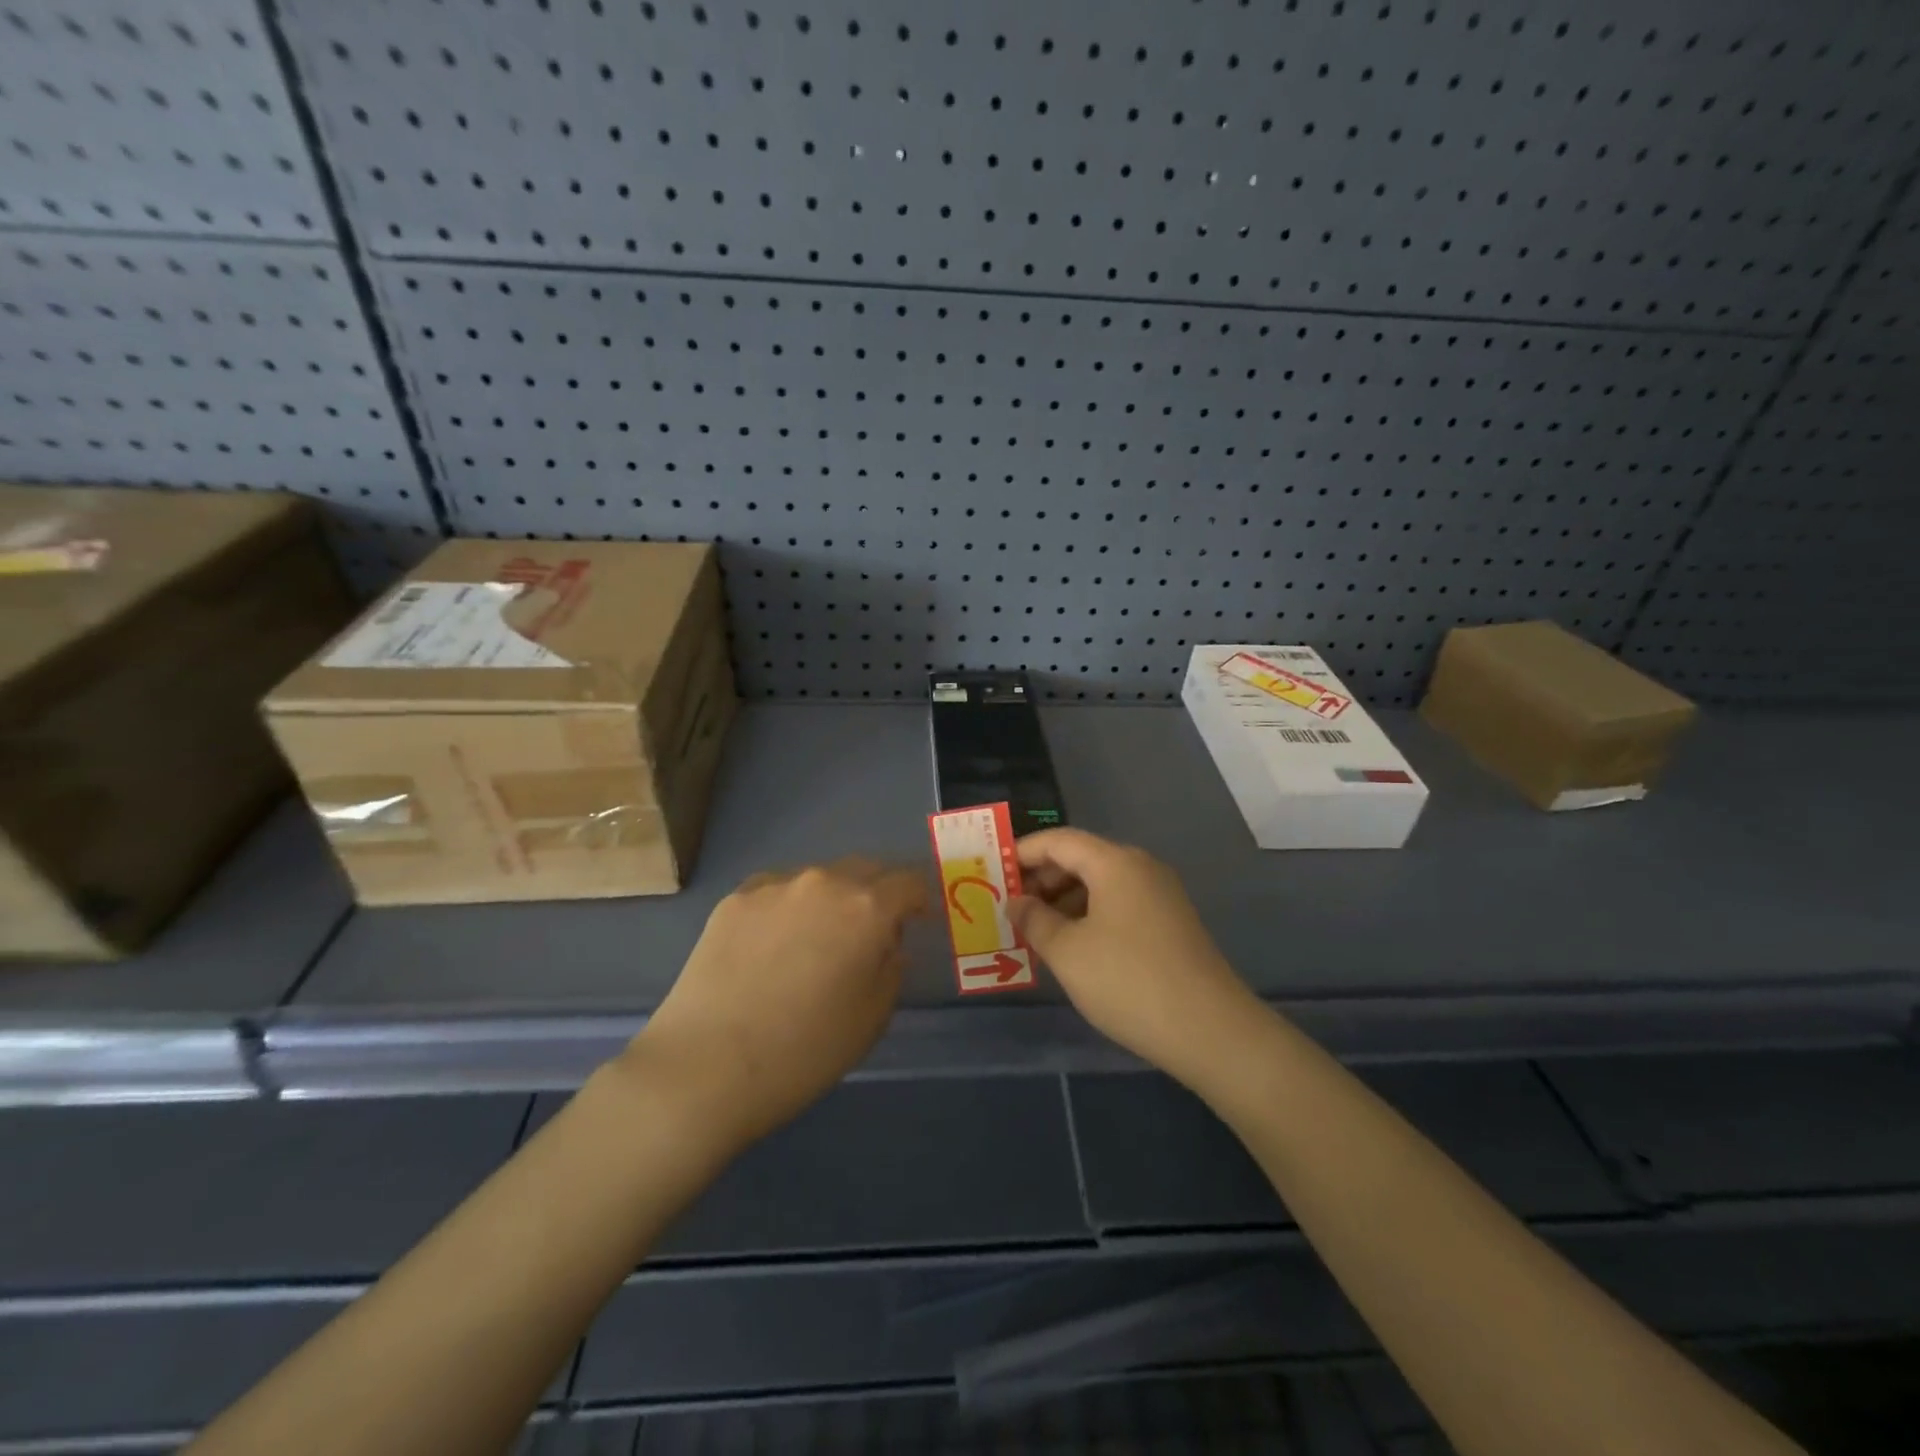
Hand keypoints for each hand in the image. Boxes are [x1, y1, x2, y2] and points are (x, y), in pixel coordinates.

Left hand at [627, 858, 927, 1149]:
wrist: (707, 1066)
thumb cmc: (804, 1051)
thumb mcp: (872, 1018)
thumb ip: (892, 968)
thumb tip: (888, 944)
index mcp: (867, 908)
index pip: (909, 882)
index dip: (919, 901)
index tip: (917, 923)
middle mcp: (824, 882)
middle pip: (865, 869)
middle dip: (877, 892)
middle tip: (871, 930)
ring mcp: (775, 886)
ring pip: (819, 879)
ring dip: (830, 899)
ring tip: (815, 940)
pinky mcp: (734, 899)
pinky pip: (778, 891)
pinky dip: (788, 908)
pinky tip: (773, 945)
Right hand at [1011, 829, 1262, 1086]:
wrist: (1210, 1030)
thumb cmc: (1128, 981)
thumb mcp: (1068, 952)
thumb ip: (1035, 920)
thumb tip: (1016, 901)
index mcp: (1115, 863)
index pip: (1059, 840)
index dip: (1022, 852)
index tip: (993, 874)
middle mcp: (1140, 867)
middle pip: (1081, 858)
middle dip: (1042, 879)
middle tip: (1011, 907)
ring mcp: (1160, 895)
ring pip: (1100, 883)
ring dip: (1064, 900)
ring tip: (1036, 931)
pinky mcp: (1171, 922)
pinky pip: (1119, 904)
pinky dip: (1089, 915)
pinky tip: (1073, 946)